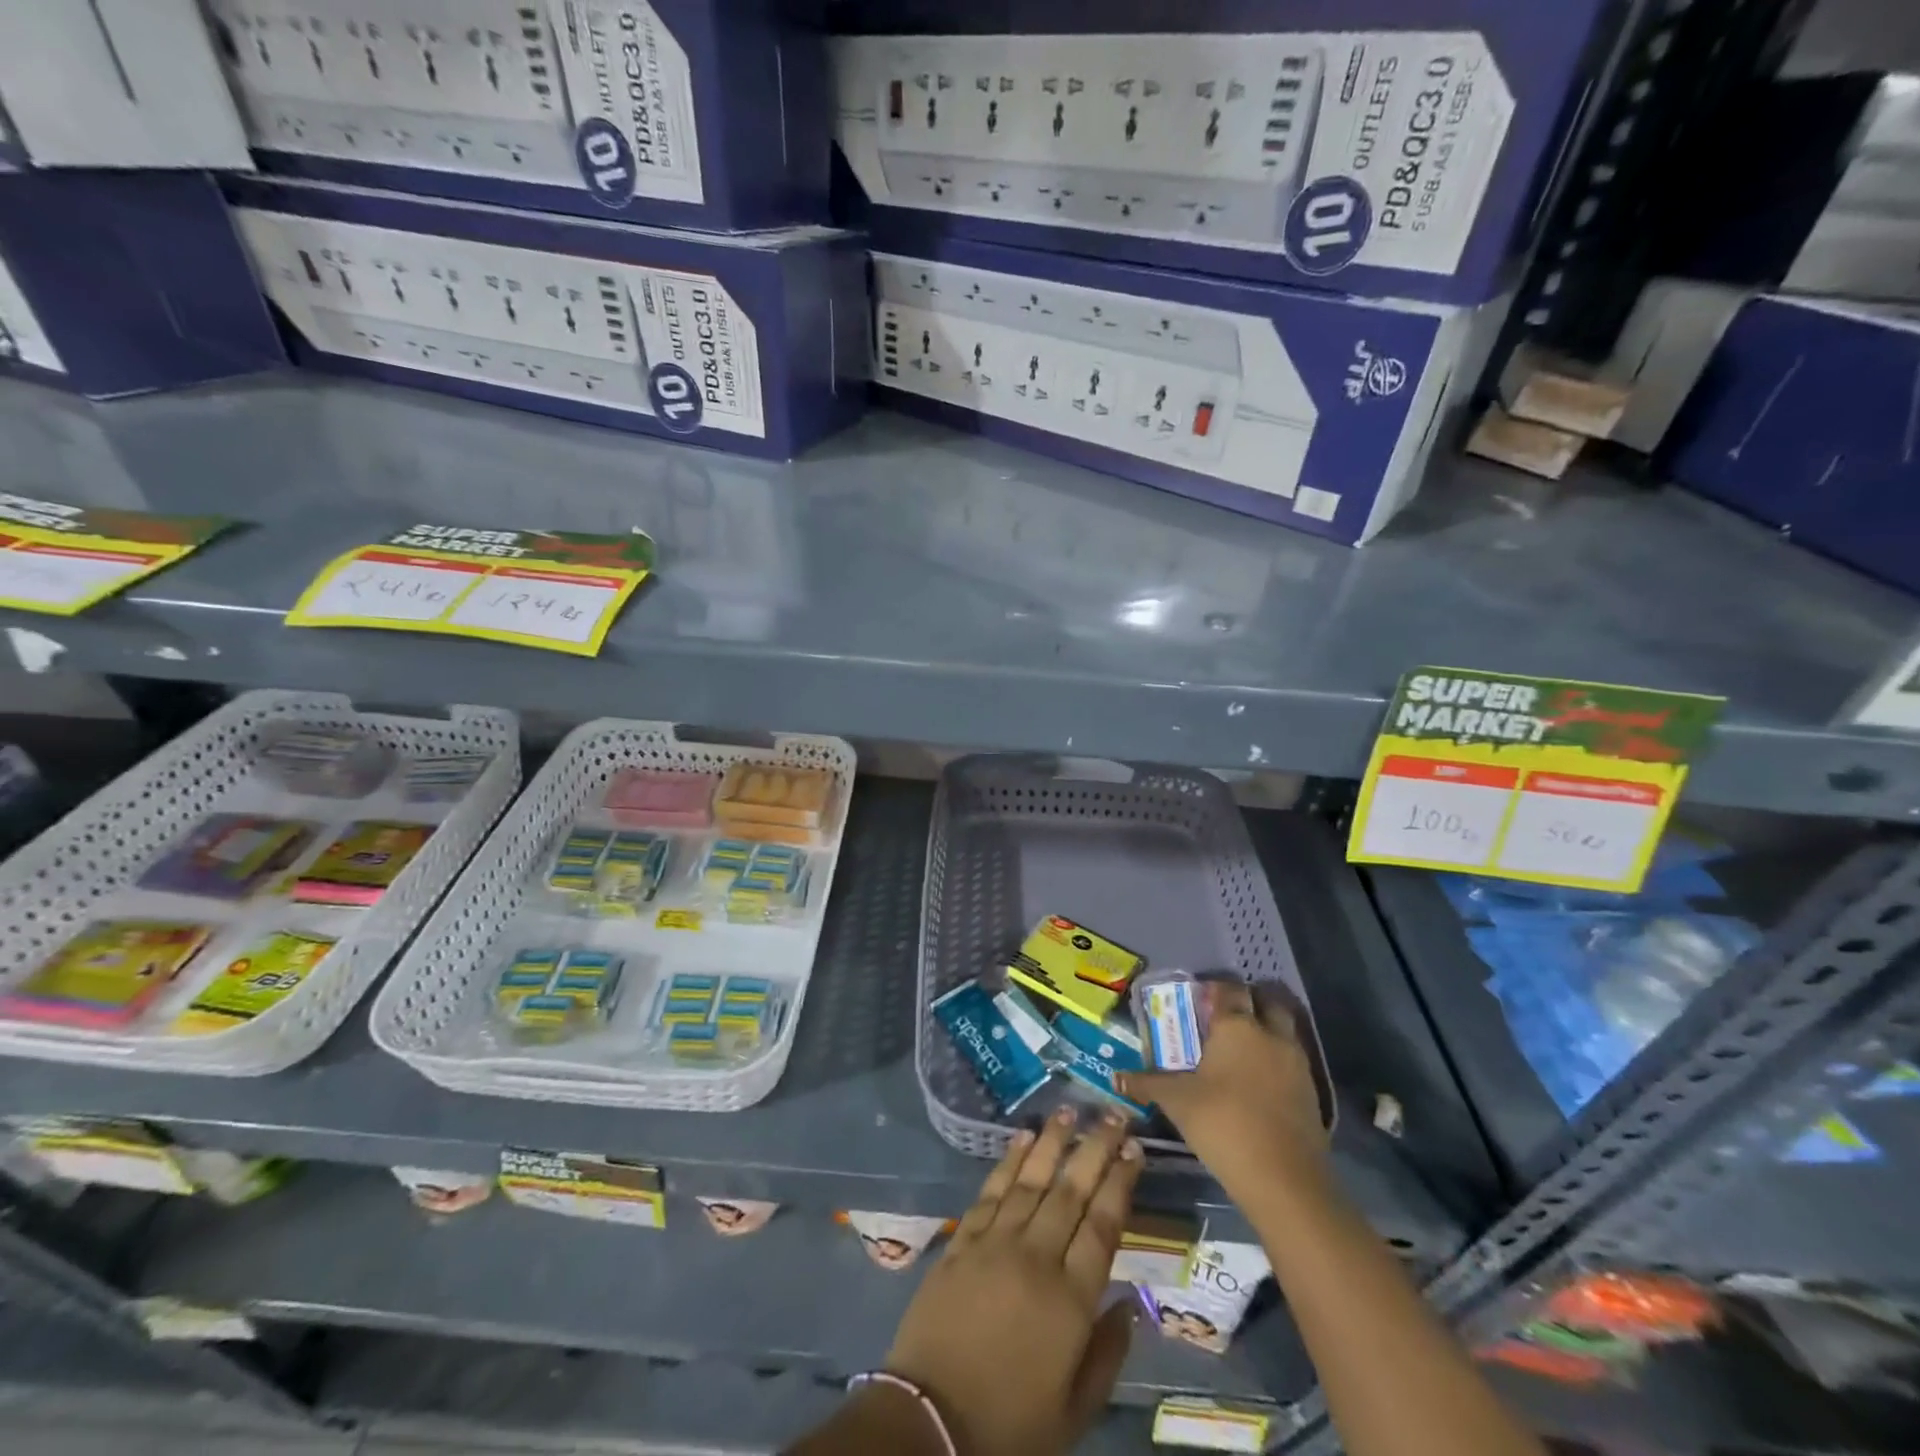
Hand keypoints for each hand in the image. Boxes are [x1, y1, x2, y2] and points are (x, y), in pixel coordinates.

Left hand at [883, 1107, 1143, 1455]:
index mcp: (1070, 1299)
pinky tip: (1022, 1137)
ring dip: (1053, 1142)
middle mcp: (1036, 1257)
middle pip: (1071, 1190)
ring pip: (1031, 1179)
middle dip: (1096, 1148)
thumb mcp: (1075, 1409)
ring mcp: (995, 1242)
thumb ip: (1107, 1353)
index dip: (1120, 1183)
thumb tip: (1131, 1305)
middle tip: (1113, 1114)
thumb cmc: (1011, 1423)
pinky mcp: (963, 1240)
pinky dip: (1009, 1160)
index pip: (1103, 1225)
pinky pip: (991, 1190)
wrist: (931, 1422)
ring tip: (1071, 1110)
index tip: (1135, 1150)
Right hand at [1120, 981, 1326, 1208]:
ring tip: (1240, 1049)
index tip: (1198, 999)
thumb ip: (1147, 1084)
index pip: (1229, 989)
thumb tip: (1116, 1078)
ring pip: (1283, 1030)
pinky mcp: (1312, 1092)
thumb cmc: (1223, 1124)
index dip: (1215, 989)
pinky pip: (1292, 1061)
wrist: (1284, 1179)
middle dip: (1248, 1003)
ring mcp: (1296, 1063)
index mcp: (1237, 1027)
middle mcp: (1271, 1035)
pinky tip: (1258, 1082)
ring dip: (1266, 1030)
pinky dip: (1277, 1061)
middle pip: (1265, 1001)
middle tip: (1224, 1018)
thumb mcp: (1177, 1102)